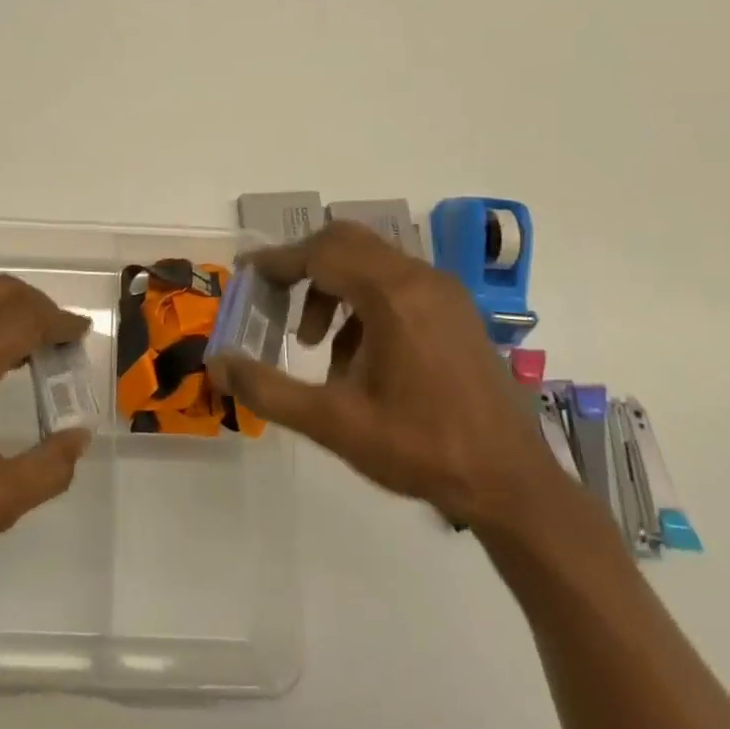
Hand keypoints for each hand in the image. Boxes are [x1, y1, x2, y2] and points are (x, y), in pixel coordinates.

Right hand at [205, 221, 558, 530]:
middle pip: (347, 244)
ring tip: (313, 345)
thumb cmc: (420, 449)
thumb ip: (268, 389)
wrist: (513, 485)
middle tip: (272, 301)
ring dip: (332, 288)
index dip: (277, 261)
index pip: (321, 253)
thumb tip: (216, 363)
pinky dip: (363, 303)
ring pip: (372, 263)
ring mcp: (444, 293)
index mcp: (393, 296)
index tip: (245, 275)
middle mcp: (421, 279)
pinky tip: (354, 358)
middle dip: (303, 268)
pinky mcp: (456, 312)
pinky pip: (396, 284)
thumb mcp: (332, 423)